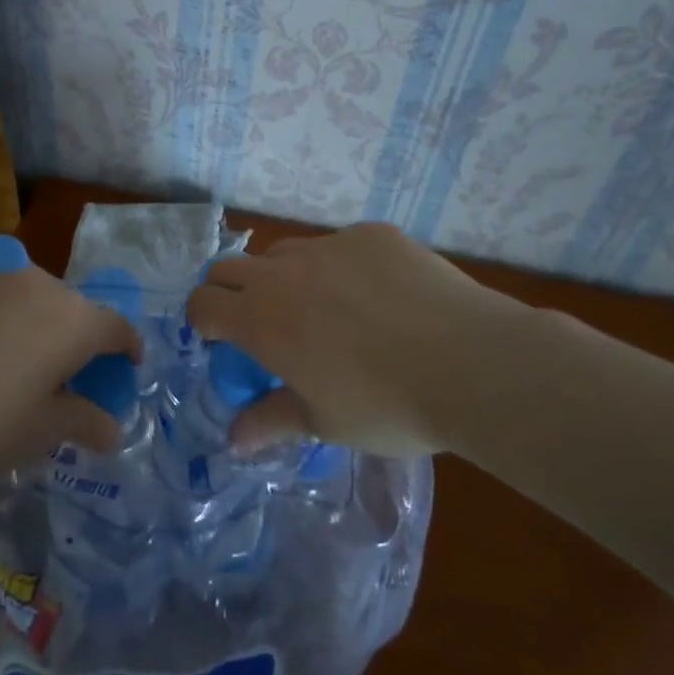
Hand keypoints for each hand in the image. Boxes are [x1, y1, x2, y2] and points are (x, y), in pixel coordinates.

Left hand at [0, 266, 142, 503]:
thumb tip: (111, 428)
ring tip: (20, 368)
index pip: (116, 328)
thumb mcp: (38, 434)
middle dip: (80, 341)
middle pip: (74, 309)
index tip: (127, 369)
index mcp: (71, 319)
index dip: (128, 349)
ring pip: (31, 300)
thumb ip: (82, 422)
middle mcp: (36, 286)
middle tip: (70, 379)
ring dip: (38, 328)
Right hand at [187, 223, 541, 456]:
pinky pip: (340, 247)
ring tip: (325, 312)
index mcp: (261, 318)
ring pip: (285, 253)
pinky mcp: (372, 235)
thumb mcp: (324, 422)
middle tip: (263, 326)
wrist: (470, 362)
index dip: (204, 321)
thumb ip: (272, 422)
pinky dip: (342, 269)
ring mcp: (330, 245)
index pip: (203, 303)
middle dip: (232, 293)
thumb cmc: (386, 404)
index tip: (222, 341)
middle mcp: (284, 272)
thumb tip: (233, 440)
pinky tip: (381, 299)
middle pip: (231, 268)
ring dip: (285, 278)